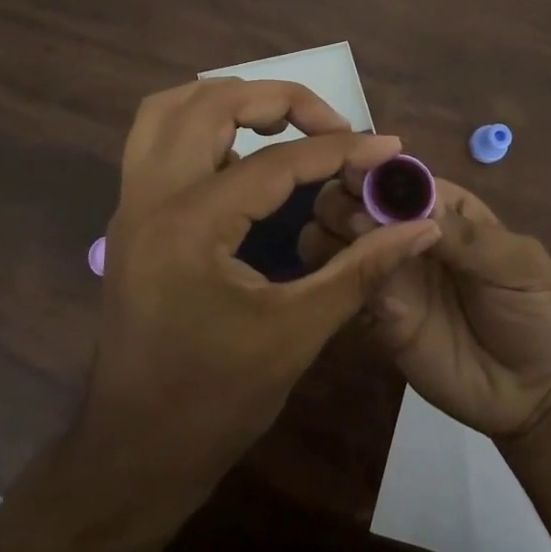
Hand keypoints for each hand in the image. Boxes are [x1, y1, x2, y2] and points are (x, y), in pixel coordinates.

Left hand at [79, 79, 441, 499]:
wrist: (133, 453)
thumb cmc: (216, 401)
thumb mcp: (298, 333)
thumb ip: (363, 270)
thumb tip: (421, 227)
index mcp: (191, 225)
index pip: (276, 160)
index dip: (341, 148)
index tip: (388, 147)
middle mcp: (150, 198)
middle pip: (210, 102)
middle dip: (279, 98)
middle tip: (331, 123)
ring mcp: (130, 205)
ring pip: (168, 109)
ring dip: (227, 100)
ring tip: (283, 123)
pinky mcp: (129, 219)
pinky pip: (157, 141)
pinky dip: (201, 126)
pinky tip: (242, 157)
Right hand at [299, 170, 550, 439]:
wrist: (535, 391)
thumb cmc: (535, 310)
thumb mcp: (515, 263)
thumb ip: (464, 236)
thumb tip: (406, 211)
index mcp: (442, 208)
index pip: (396, 177)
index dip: (371, 171)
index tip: (352, 176)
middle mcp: (404, 233)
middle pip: (354, 201)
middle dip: (342, 201)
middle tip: (354, 223)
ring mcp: (388, 274)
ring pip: (335, 238)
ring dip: (328, 234)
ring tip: (347, 251)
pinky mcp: (375, 315)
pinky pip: (341, 286)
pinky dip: (332, 275)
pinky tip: (341, 279)